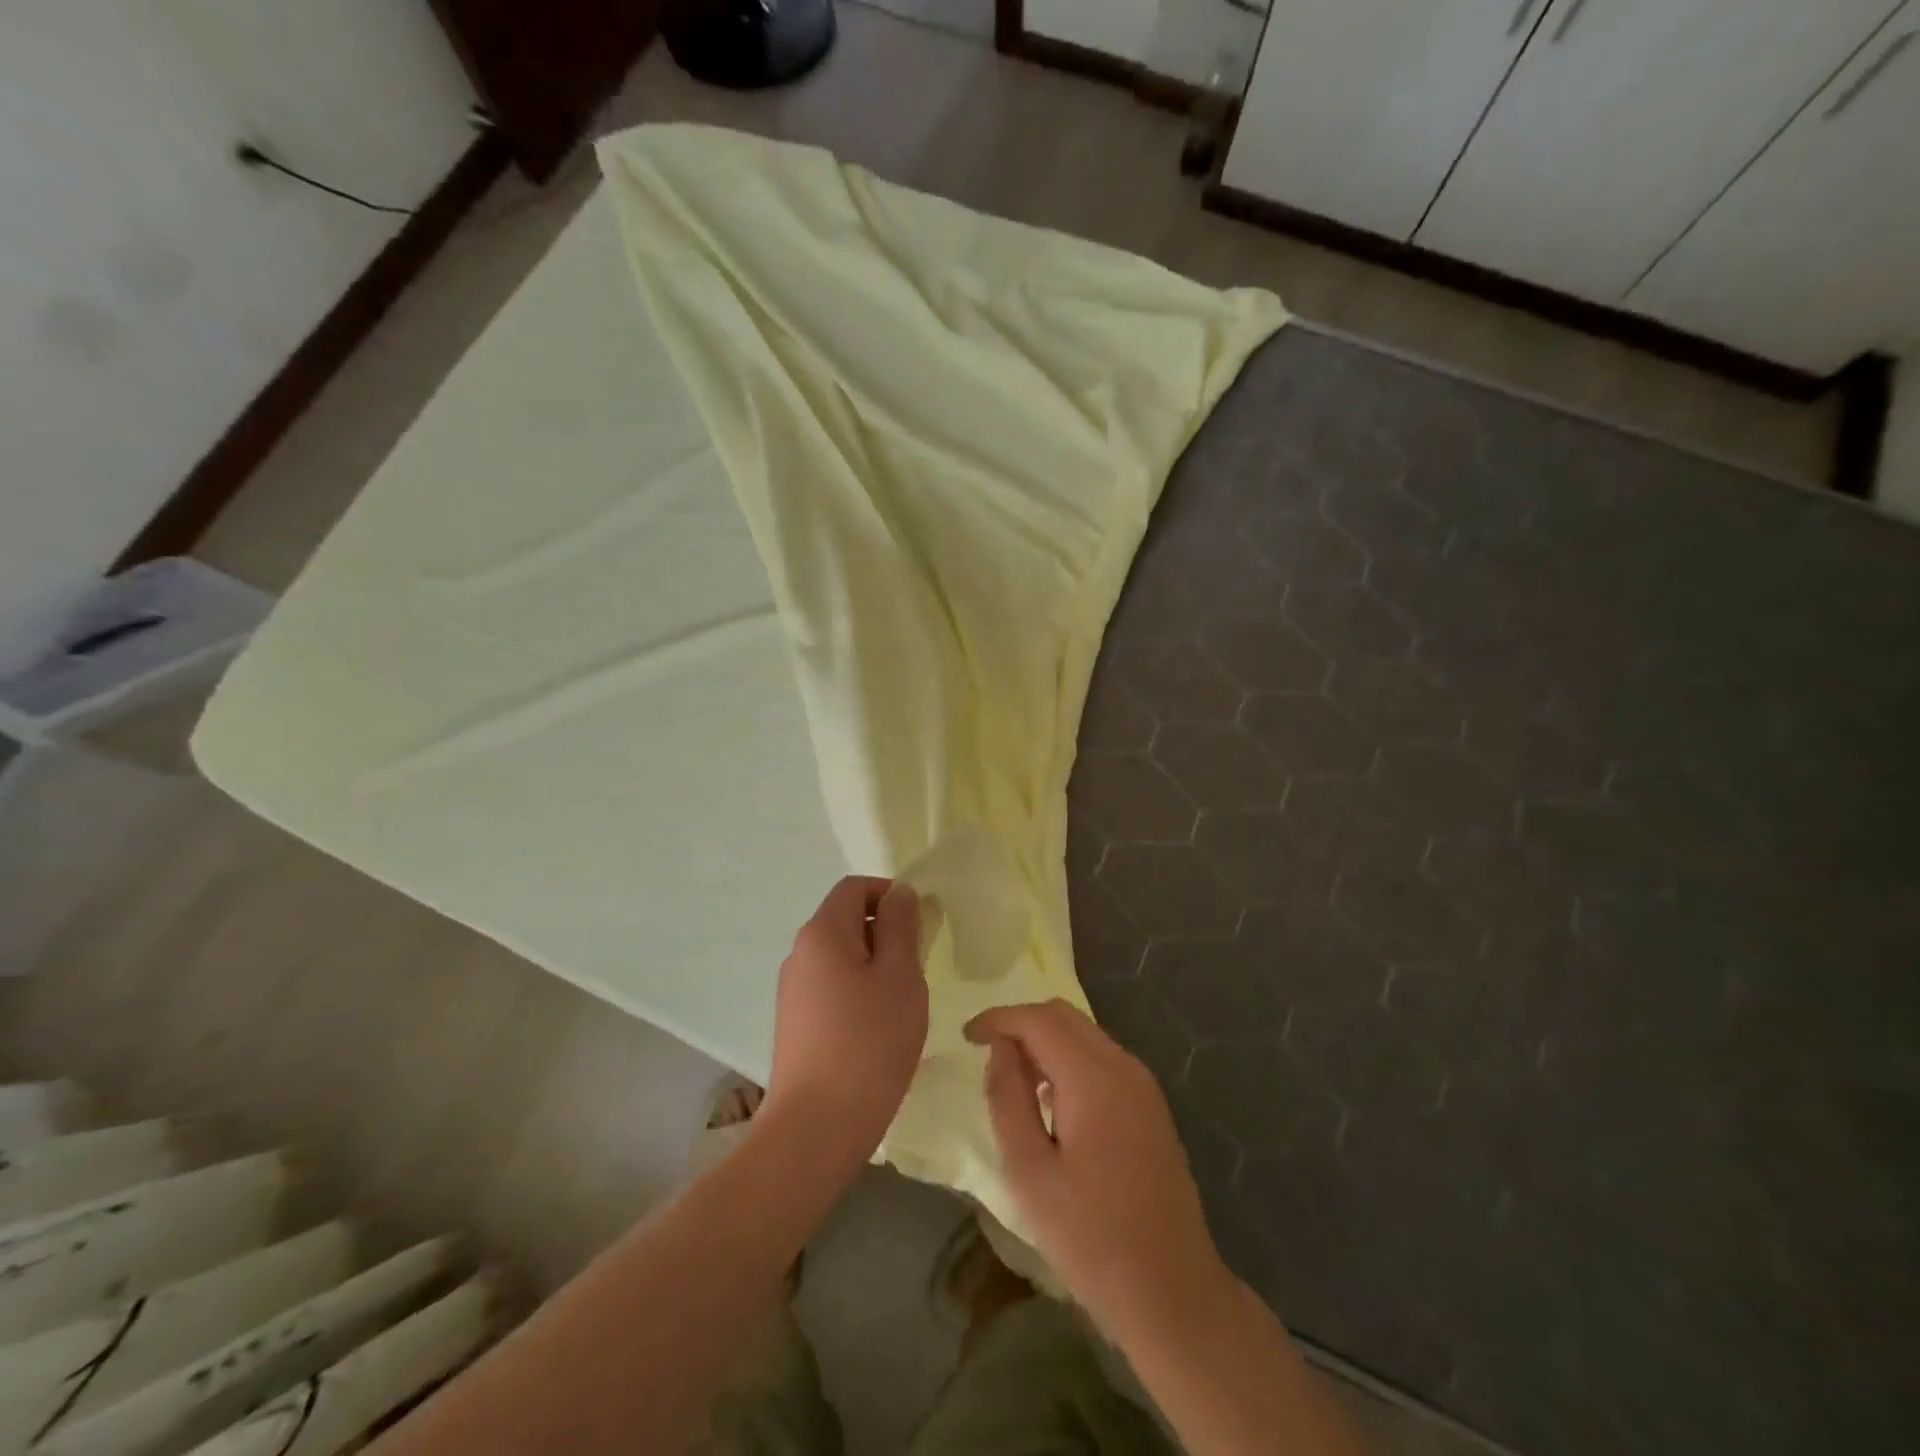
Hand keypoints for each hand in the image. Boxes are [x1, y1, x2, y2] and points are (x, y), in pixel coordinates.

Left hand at [766, 876, 926, 1164]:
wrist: (815, 1129)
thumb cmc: (868, 1043)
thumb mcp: (900, 977)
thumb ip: (902, 927)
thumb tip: (900, 893)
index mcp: (822, 933)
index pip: (855, 888)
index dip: (890, 894)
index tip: (921, 925)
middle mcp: (800, 954)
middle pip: (847, 920)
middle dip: (887, 932)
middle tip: (918, 968)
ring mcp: (793, 991)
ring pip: (842, 957)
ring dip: (876, 966)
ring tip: (902, 1003)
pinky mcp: (795, 1023)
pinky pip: (832, 987)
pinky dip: (859, 992)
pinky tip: (878, 1029)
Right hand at [965, 999, 1229, 1342]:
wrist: (1173, 1292)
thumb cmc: (1091, 1239)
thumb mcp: (1030, 1173)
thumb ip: (1008, 1099)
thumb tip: (1000, 1049)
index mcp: (1094, 1078)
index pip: (1038, 1020)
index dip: (998, 1018)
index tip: (966, 1037)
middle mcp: (1124, 1067)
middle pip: (1064, 1016)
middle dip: (1022, 1024)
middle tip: (988, 1057)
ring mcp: (1143, 1085)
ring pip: (1085, 1034)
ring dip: (1046, 1042)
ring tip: (1016, 1084)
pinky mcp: (1151, 1106)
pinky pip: (1102, 1059)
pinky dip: (1069, 1060)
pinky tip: (1053, 1103)